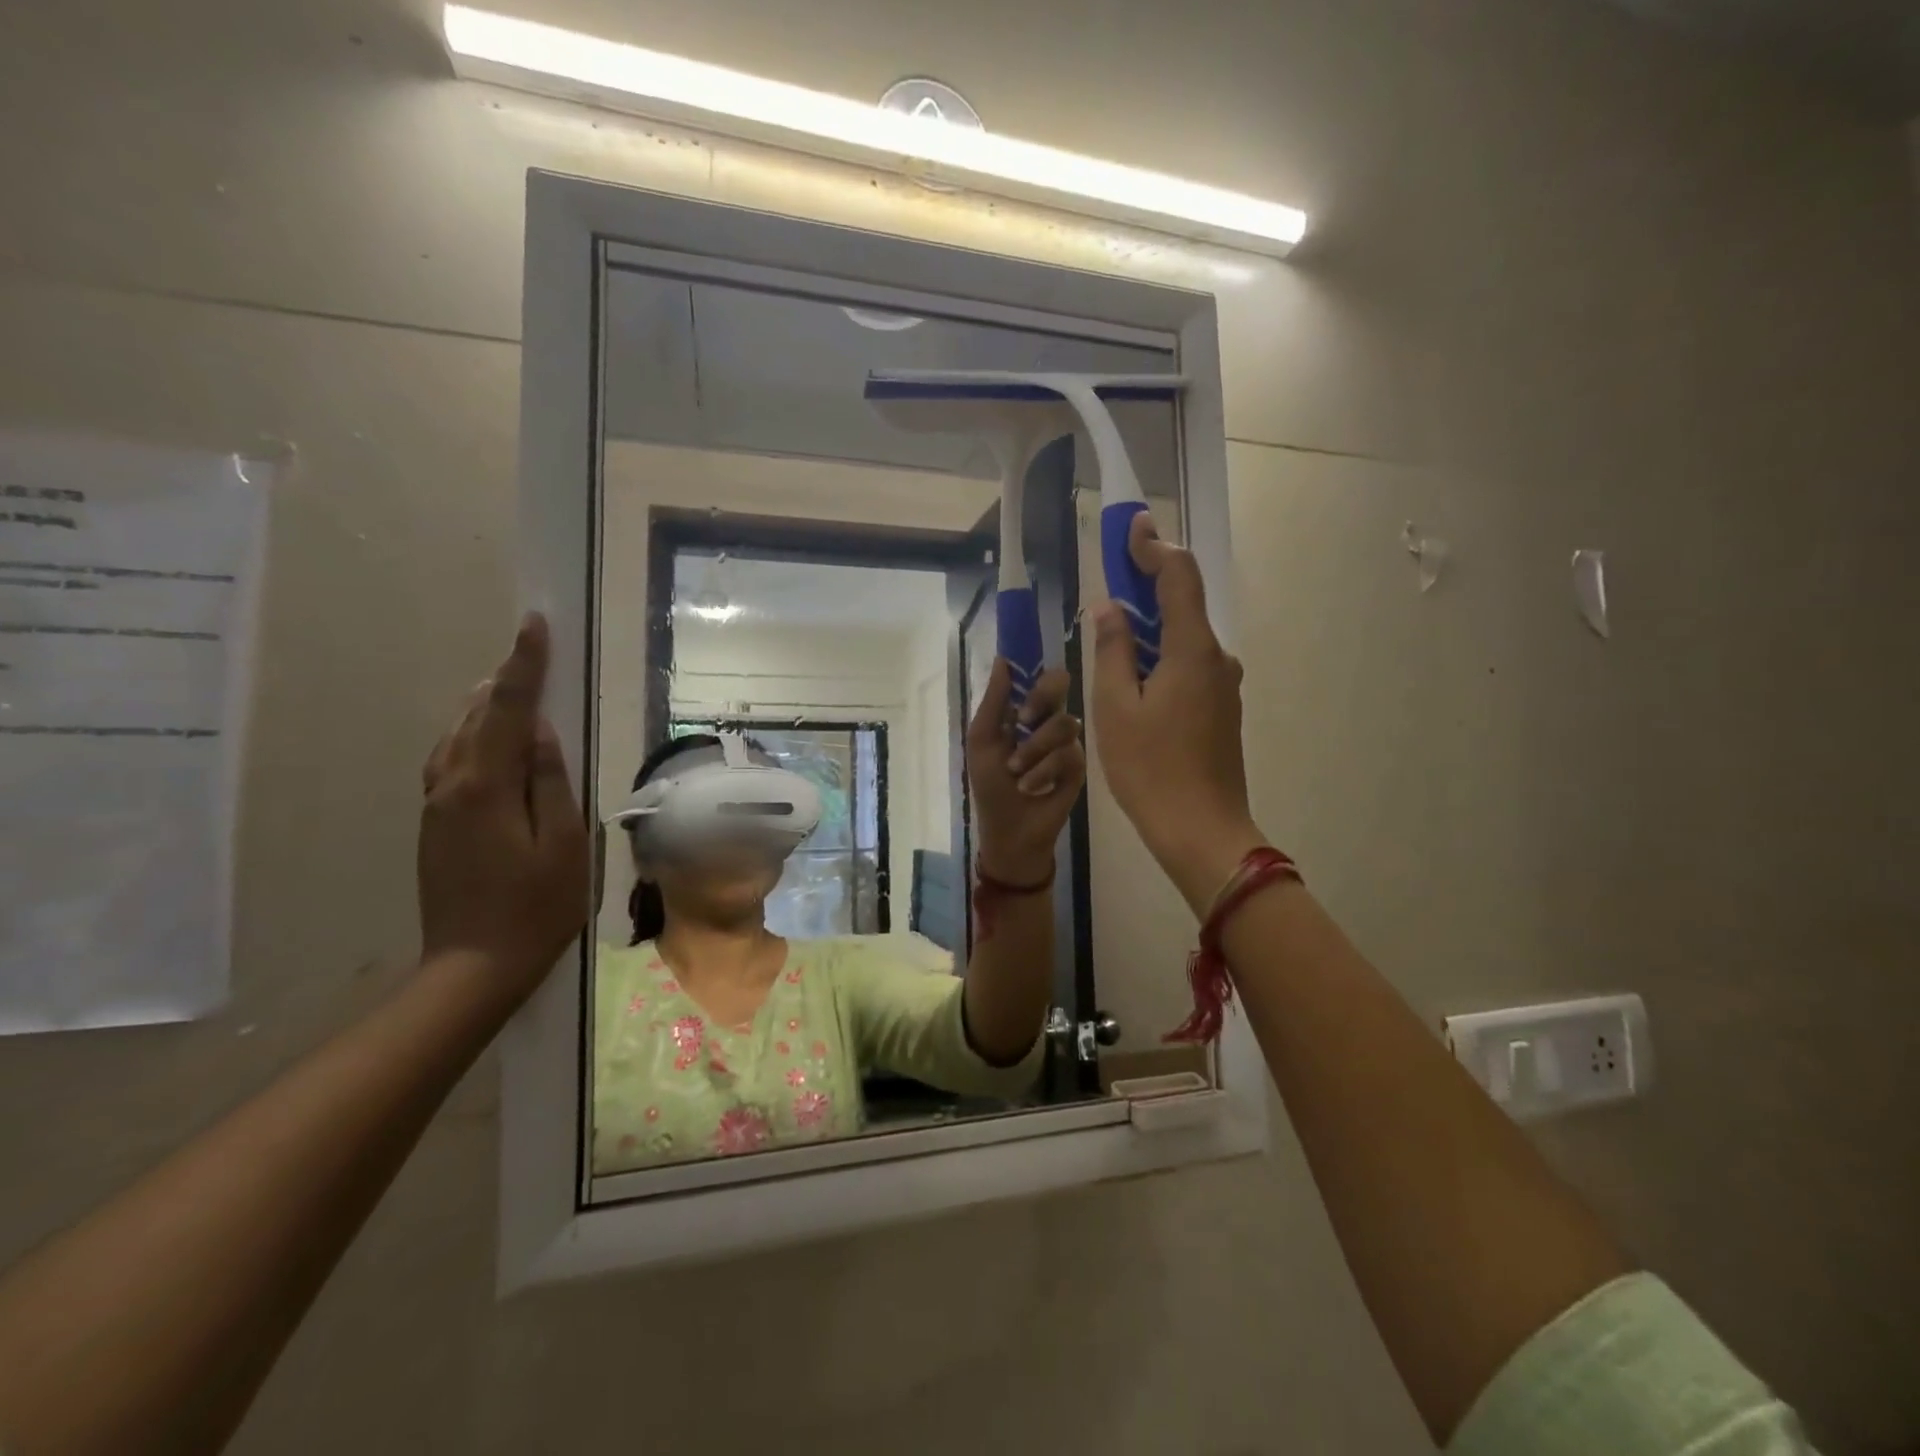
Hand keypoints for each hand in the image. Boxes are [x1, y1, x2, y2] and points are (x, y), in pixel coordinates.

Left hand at [418, 613, 589, 999]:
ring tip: (512, 684)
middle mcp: (451, 784)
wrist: (474, 966)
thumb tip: (542, 733)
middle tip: (531, 649)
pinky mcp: (434, 824)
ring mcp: (436, 806)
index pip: (509, 709)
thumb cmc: (536, 905)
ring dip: (487, 707)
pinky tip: (488, 739)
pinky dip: (472, 735)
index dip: (525, 664)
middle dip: (506, 680)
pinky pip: (451, 761)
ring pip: (457, 737)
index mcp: (486, 786)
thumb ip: (552, 782)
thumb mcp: (564, 842)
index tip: (534, 624)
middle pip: (477, 716)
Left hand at [966, 660, 1086, 883]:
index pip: (1039, 676)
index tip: (1022, 673)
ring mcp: (1067, 743)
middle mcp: (1049, 721)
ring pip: (1063, 723)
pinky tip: (1031, 786)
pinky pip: (1069, 754)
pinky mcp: (1079, 767)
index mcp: (1025, 711)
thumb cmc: (991, 785)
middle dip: (1040, 700)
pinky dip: (1043, 770)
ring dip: (1033, 749)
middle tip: (1023, 719)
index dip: (1033, 672)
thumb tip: (1002, 660)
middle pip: (1060, 686)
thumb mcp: (982, 741)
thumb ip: (993, 701)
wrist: (1009, 829)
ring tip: (1016, 770)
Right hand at [1088, 514, 1265, 913]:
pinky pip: (1188, 666)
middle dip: (1147, 585)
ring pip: (1184, 640)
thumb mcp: (1116, 707)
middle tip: (1111, 578)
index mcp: (1192, 650)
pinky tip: (1133, 677)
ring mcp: (1223, 686)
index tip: (1131, 527)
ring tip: (1112, 632)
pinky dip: (1161, 656)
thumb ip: (1112, 649)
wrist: (1201, 830)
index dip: (1154, 547)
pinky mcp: (1220, 710)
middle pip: (1183, 605)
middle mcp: (1216, 659)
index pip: (1179, 577)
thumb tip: (1109, 606)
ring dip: (1151, 626)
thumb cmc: (1150, 768)